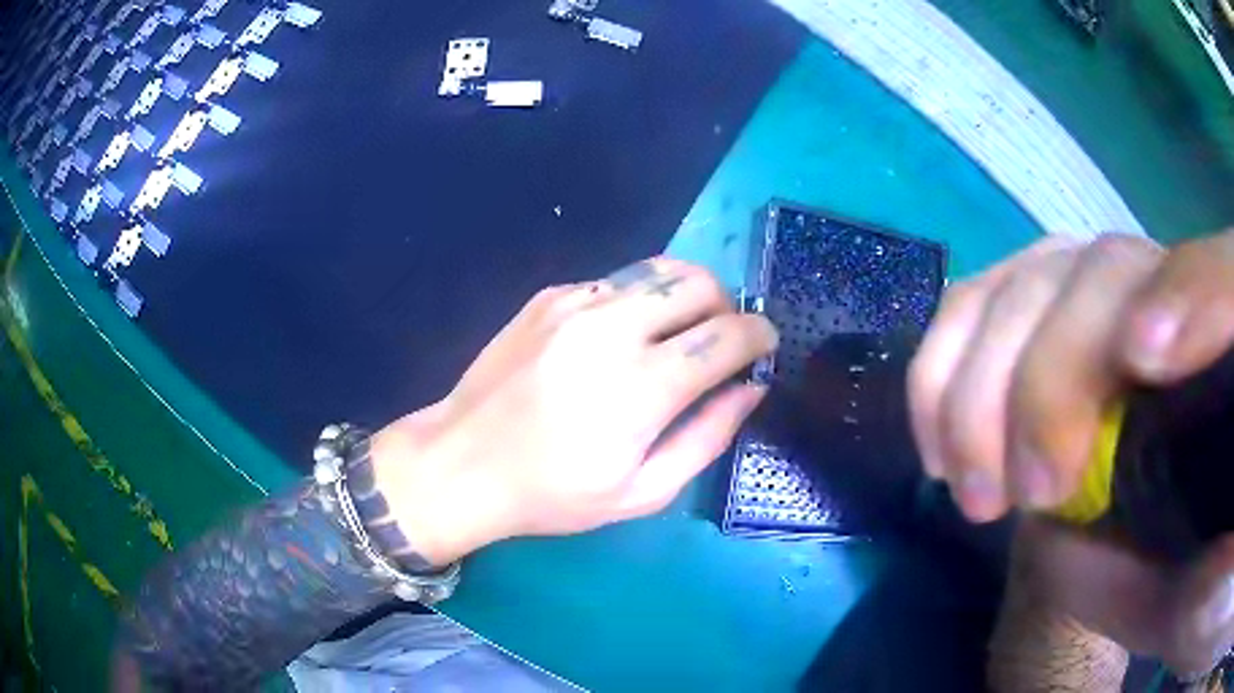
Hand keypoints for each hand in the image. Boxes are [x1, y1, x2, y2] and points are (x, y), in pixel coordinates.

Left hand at [369, 258, 776, 565]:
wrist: (462, 462)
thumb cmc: (553, 493)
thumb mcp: (642, 492)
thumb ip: (707, 437)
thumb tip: (750, 390)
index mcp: (641, 386)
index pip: (728, 335)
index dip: (760, 336)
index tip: (764, 348)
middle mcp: (612, 328)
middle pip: (699, 284)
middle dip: (727, 308)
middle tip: (718, 345)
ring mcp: (576, 303)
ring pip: (660, 270)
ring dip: (686, 296)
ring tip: (677, 333)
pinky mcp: (549, 296)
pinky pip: (616, 281)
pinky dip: (638, 301)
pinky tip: (618, 338)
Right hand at [909, 230, 1233, 675]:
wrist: (1152, 545)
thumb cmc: (1178, 575)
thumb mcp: (1187, 600)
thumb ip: (1177, 588)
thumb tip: (1091, 551)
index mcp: (1227, 360)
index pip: (1223, 279)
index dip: (1191, 292)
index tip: (1144, 361)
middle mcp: (1171, 297)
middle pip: (1112, 268)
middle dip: (1058, 374)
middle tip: (1030, 491)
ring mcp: (1100, 290)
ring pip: (1038, 274)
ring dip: (986, 378)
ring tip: (972, 488)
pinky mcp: (1043, 307)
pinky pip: (978, 300)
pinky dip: (945, 363)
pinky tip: (941, 443)